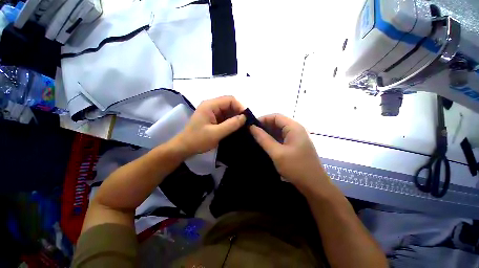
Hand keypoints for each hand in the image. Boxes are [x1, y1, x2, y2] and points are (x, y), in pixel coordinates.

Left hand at [173, 96, 245, 156]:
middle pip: (229, 104)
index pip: (229, 99)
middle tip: (246, 123)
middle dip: (238, 112)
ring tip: (242, 126)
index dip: (240, 107)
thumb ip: (231, 125)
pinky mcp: (213, 118)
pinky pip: (225, 117)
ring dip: (235, 117)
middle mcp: (211, 105)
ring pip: (228, 111)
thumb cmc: (198, 140)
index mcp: (210, 105)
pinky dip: (231, 121)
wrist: (184, 147)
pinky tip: (235, 128)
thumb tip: (244, 117)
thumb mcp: (216, 133)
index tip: (246, 118)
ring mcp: (212, 112)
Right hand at [249, 114, 329, 191]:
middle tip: (251, 134)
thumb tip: (252, 127)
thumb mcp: (277, 153)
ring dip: (268, 134)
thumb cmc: (296, 168)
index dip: (263, 119)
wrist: (314, 186)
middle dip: (264, 127)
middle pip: (277, 123)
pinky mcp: (295, 146)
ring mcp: (296, 138)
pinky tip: (264, 145)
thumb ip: (263, 139)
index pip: (276, 116)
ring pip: (279, 131)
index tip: (251, 126)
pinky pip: (281, 138)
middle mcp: (296, 130)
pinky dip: (272, 140)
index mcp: (294, 128)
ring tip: (255, 139)